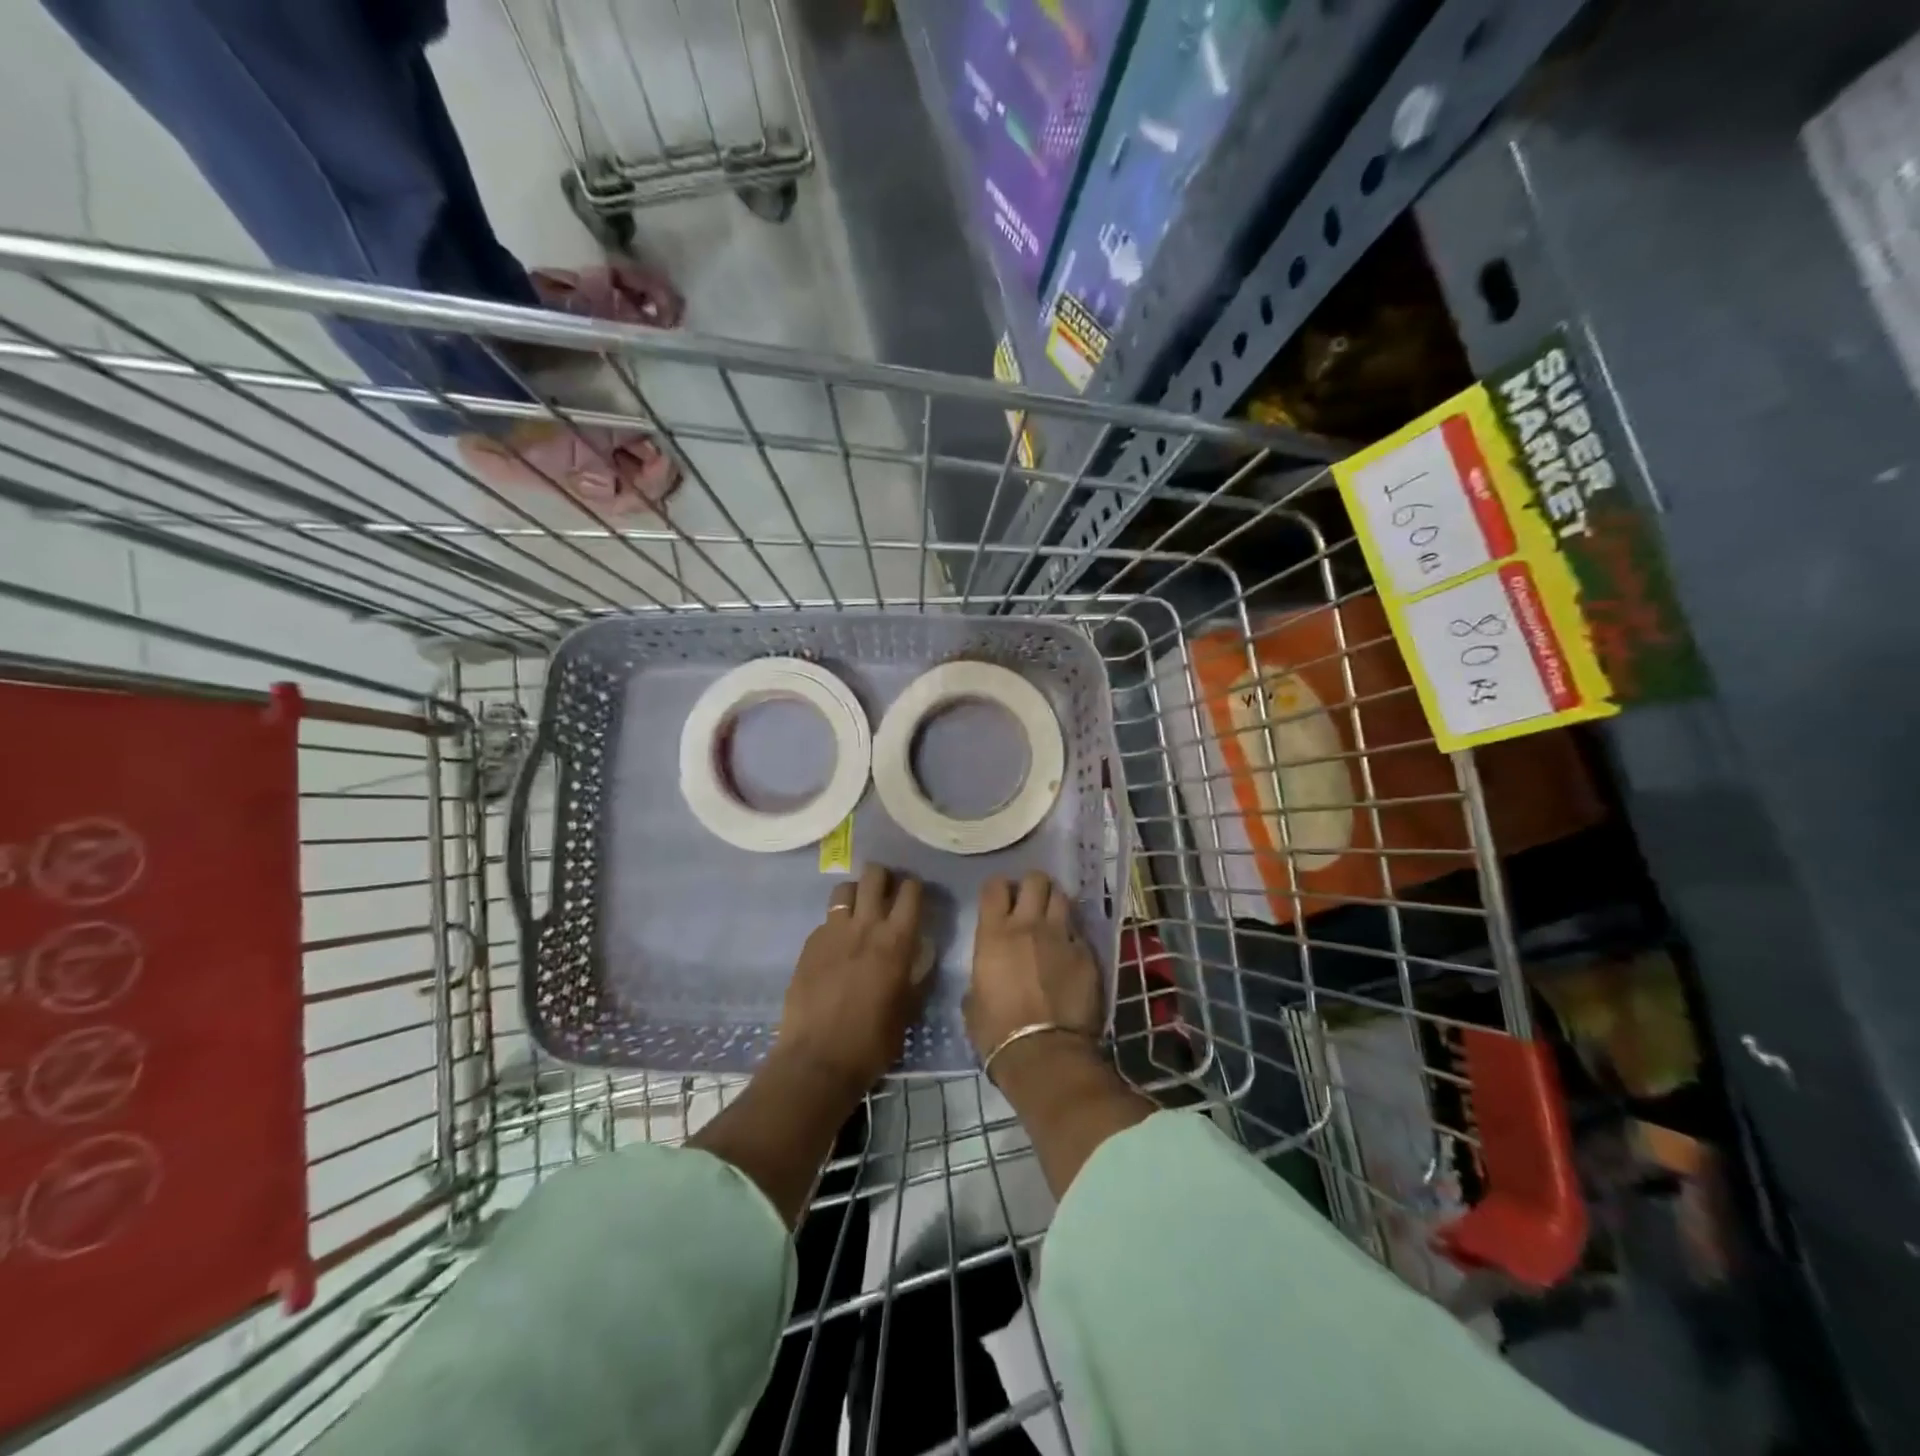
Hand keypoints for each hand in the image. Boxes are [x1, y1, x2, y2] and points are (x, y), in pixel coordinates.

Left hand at [777, 864, 926, 1093]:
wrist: (818, 1059)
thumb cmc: (872, 1041)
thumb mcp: (908, 1010)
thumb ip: (916, 976)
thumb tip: (921, 956)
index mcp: (896, 941)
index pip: (910, 892)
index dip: (915, 887)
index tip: (915, 894)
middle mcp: (865, 926)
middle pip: (874, 876)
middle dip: (883, 877)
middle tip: (886, 891)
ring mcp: (833, 931)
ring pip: (845, 889)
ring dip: (856, 893)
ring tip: (859, 909)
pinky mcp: (809, 944)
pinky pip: (826, 919)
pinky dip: (836, 923)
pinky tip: (837, 944)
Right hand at [965, 871, 1102, 1063]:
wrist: (1044, 1053)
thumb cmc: (997, 1032)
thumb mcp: (973, 1002)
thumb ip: (981, 977)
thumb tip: (986, 976)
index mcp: (994, 934)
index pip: (995, 886)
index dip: (998, 889)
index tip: (1000, 900)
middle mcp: (1028, 925)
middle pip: (1035, 880)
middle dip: (1032, 887)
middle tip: (1030, 903)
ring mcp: (1061, 937)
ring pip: (1062, 897)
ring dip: (1055, 904)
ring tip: (1053, 919)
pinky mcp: (1088, 954)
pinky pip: (1080, 933)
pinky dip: (1073, 937)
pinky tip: (1070, 953)